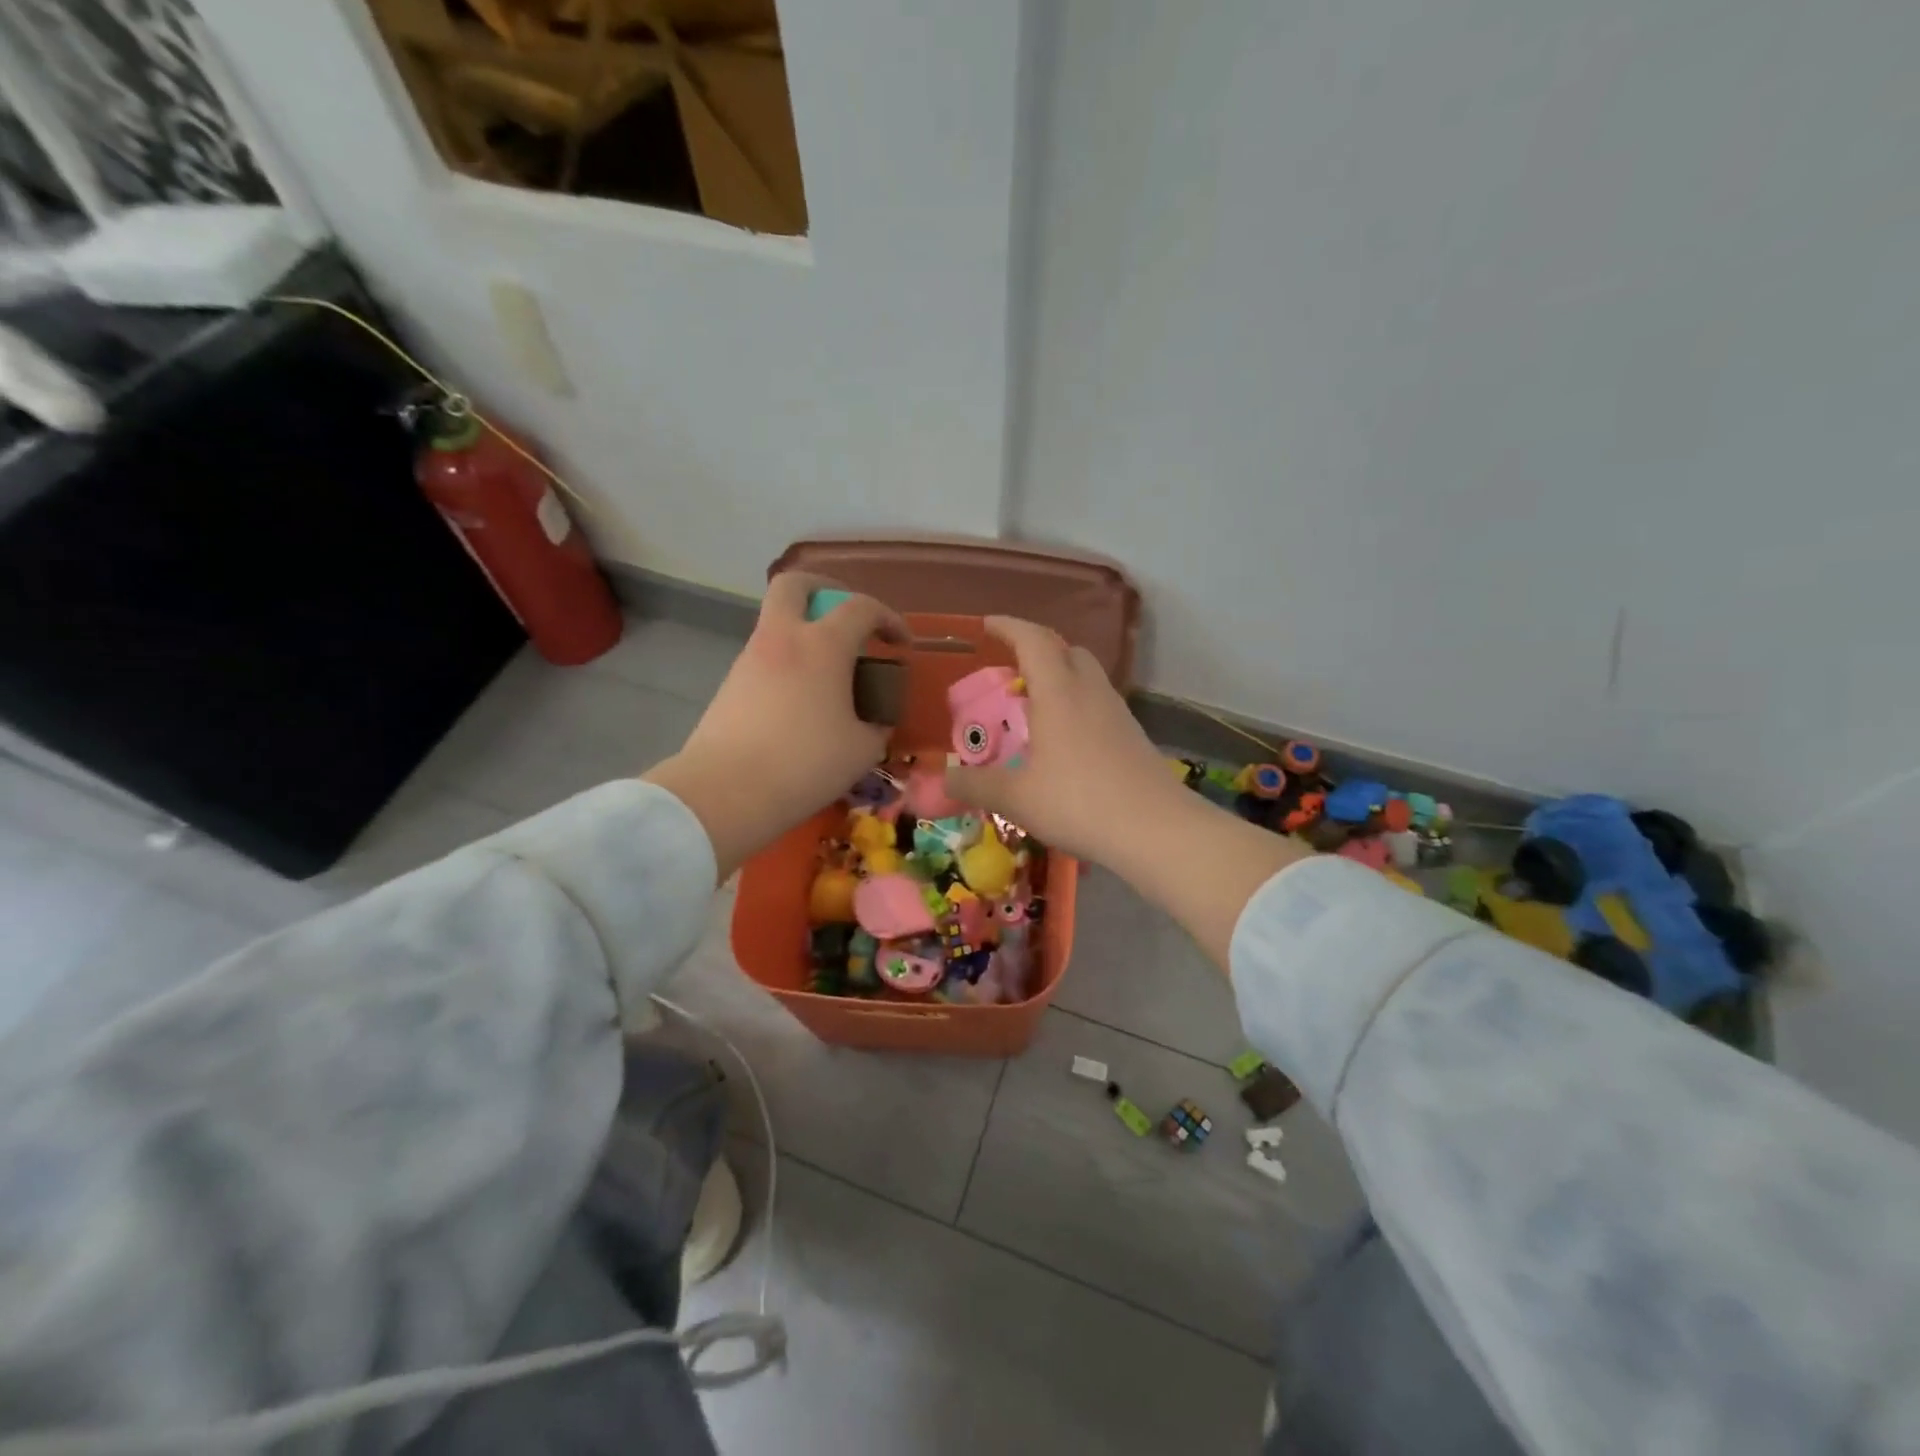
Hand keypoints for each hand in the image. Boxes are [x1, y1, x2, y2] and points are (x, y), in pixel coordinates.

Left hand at [645, 573, 906, 879]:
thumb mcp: (862, 750)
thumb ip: (876, 725)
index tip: (901, 644)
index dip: (889, 618)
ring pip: (776, 622)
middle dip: (826, 589)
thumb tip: (875, 720)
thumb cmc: (805, 764)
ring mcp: (750, 658)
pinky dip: (787, 663)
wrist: (726, 791)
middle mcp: (782, 638)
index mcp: (822, 645)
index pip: (861, 607)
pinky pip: (765, 656)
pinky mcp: (730, 684)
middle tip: (847, 617)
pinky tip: (801, 701)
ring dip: (804, 632)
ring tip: (829, 673)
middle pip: (796, 584)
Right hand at [943, 616, 1183, 864]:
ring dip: (1060, 678)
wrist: (1157, 830)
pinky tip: (1065, 742)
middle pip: (1067, 650)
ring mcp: (1117, 713)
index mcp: (1059, 693)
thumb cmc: (1079, 803)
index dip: (1009, 626)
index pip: (1033, 640)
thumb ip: (975, 785)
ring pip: (1087, 676)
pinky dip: (1077, 706)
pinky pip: (1099, 704)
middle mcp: (1091, 692)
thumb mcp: (1016, 798)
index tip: (988, 625)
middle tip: (1012, 670)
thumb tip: (943, 779)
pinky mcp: (1133, 736)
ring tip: (1034, 707)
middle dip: (1038, 649)